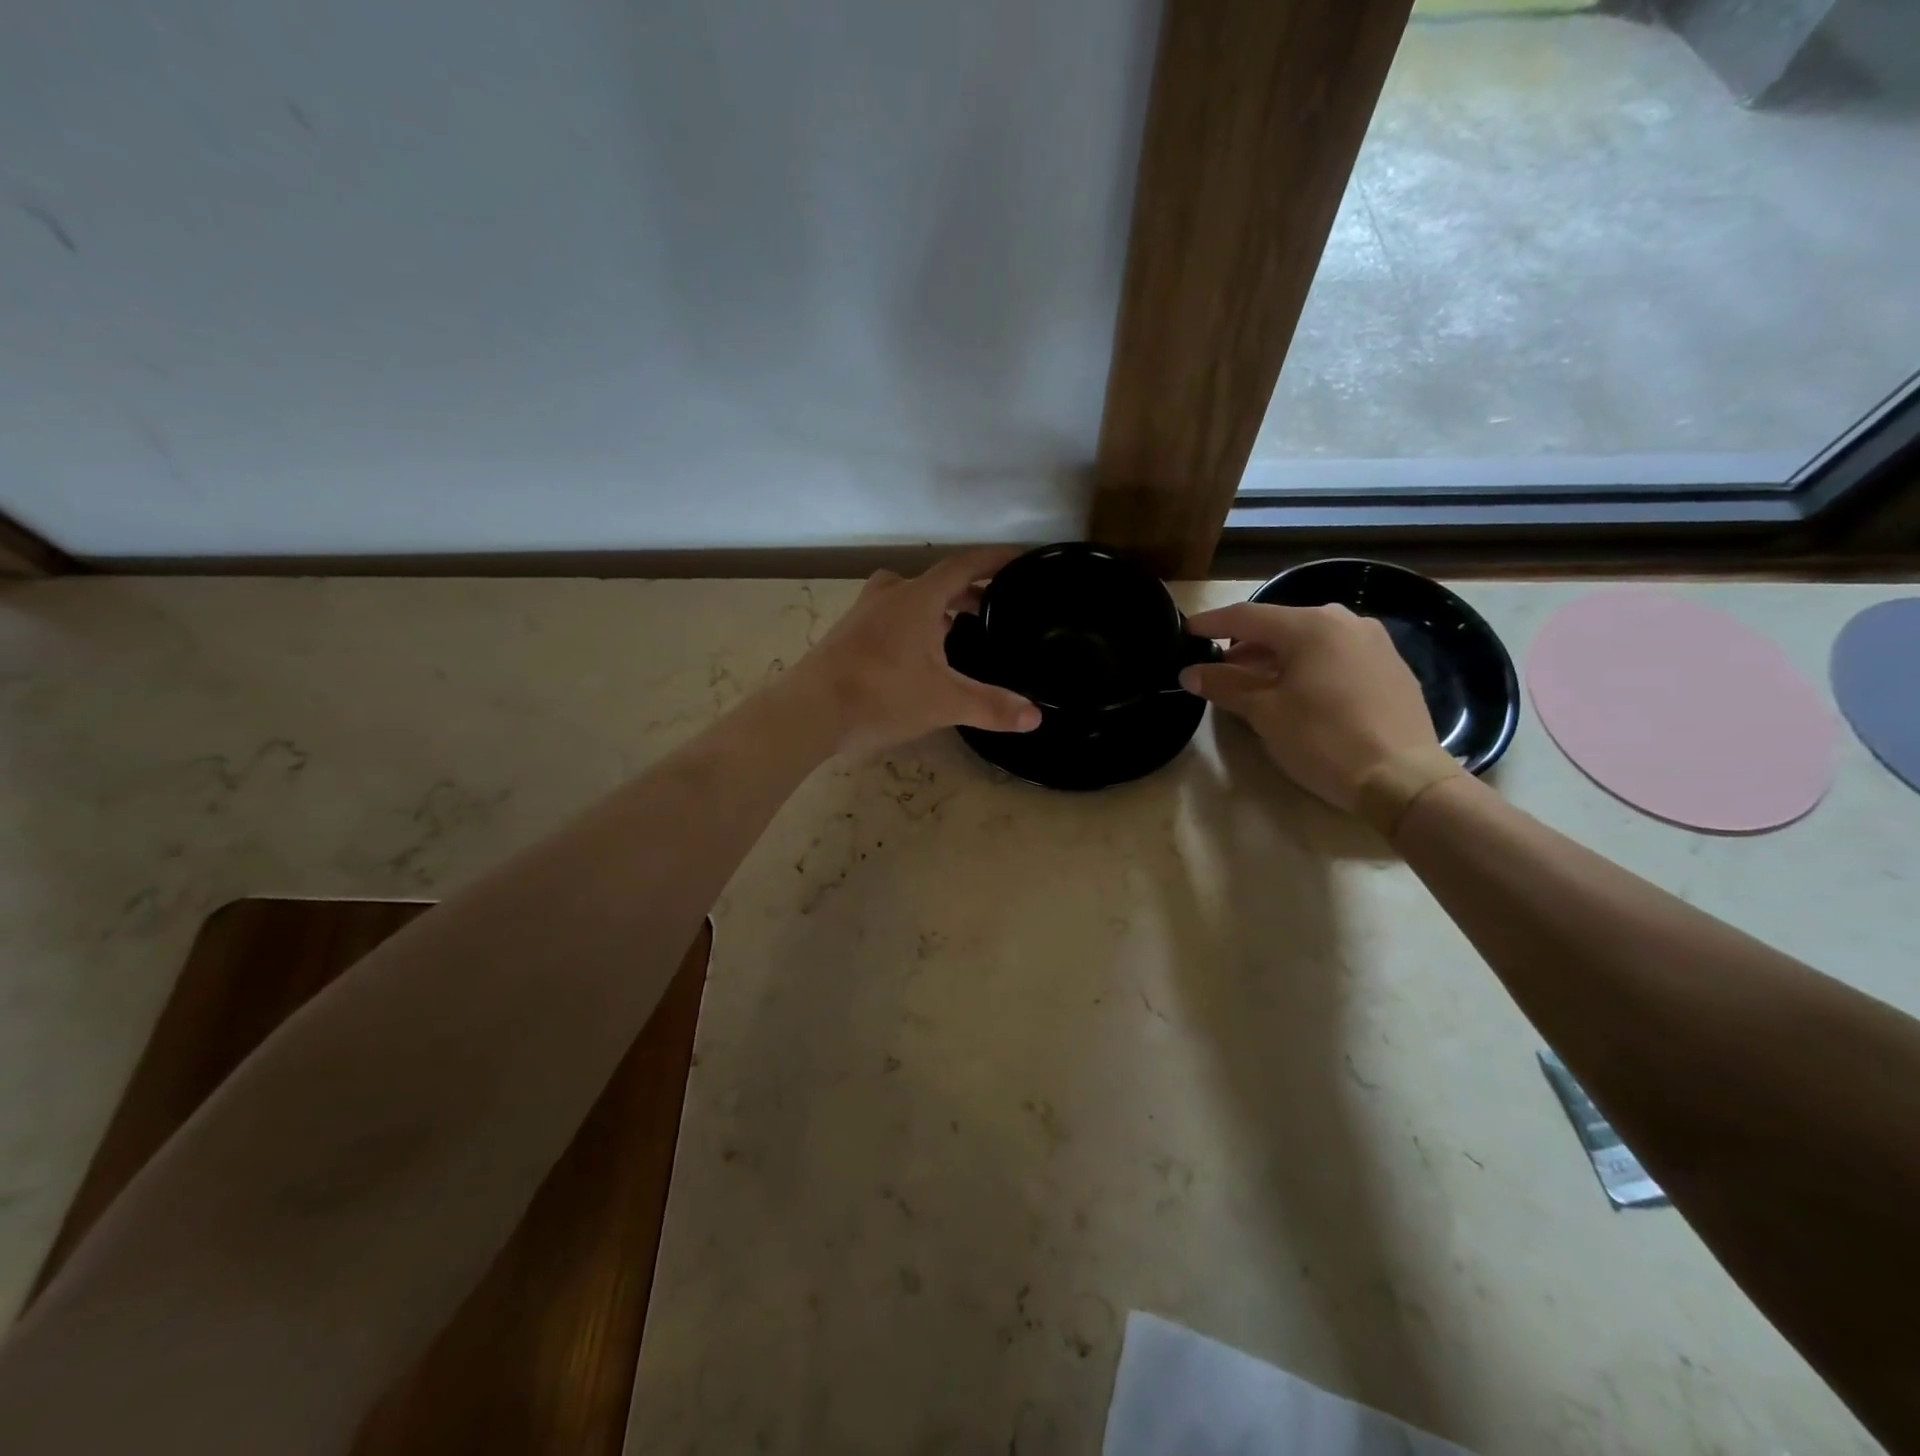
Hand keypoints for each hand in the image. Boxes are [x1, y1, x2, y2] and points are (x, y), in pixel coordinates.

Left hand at [783, 549, 1042, 757]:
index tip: (1020, 559)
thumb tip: (1035, 716)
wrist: (809, 712)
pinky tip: (917, 656)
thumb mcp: (944, 701)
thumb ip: (991, 706)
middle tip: (991, 608)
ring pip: (909, 598)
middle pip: (935, 581)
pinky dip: (912, 624)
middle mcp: (889, 596)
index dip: (994, 560)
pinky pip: (889, 617)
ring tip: (958, 632)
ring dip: (936, 608)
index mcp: (918, 598)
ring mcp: (863, 614)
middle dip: (966, 591)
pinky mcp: (846, 635)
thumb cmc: (881, 695)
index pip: (964, 565)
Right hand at [1181, 602, 1439, 812]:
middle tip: (1219, 669)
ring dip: (1276, 658)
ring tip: (1255, 684)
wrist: (1402, 778)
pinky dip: (1307, 666)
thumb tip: (1191, 673)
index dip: (1212, 623)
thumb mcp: (1264, 713)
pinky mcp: (1391, 667)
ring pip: (1309, 641)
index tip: (1186, 630)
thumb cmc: (1323, 739)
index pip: (1247, 616)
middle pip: (1280, 627)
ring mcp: (1373, 642)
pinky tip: (1297, 693)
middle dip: (1245, 646)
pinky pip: (1335, 656)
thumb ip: (1225, 686)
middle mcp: (1344, 622)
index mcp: (1310, 626)